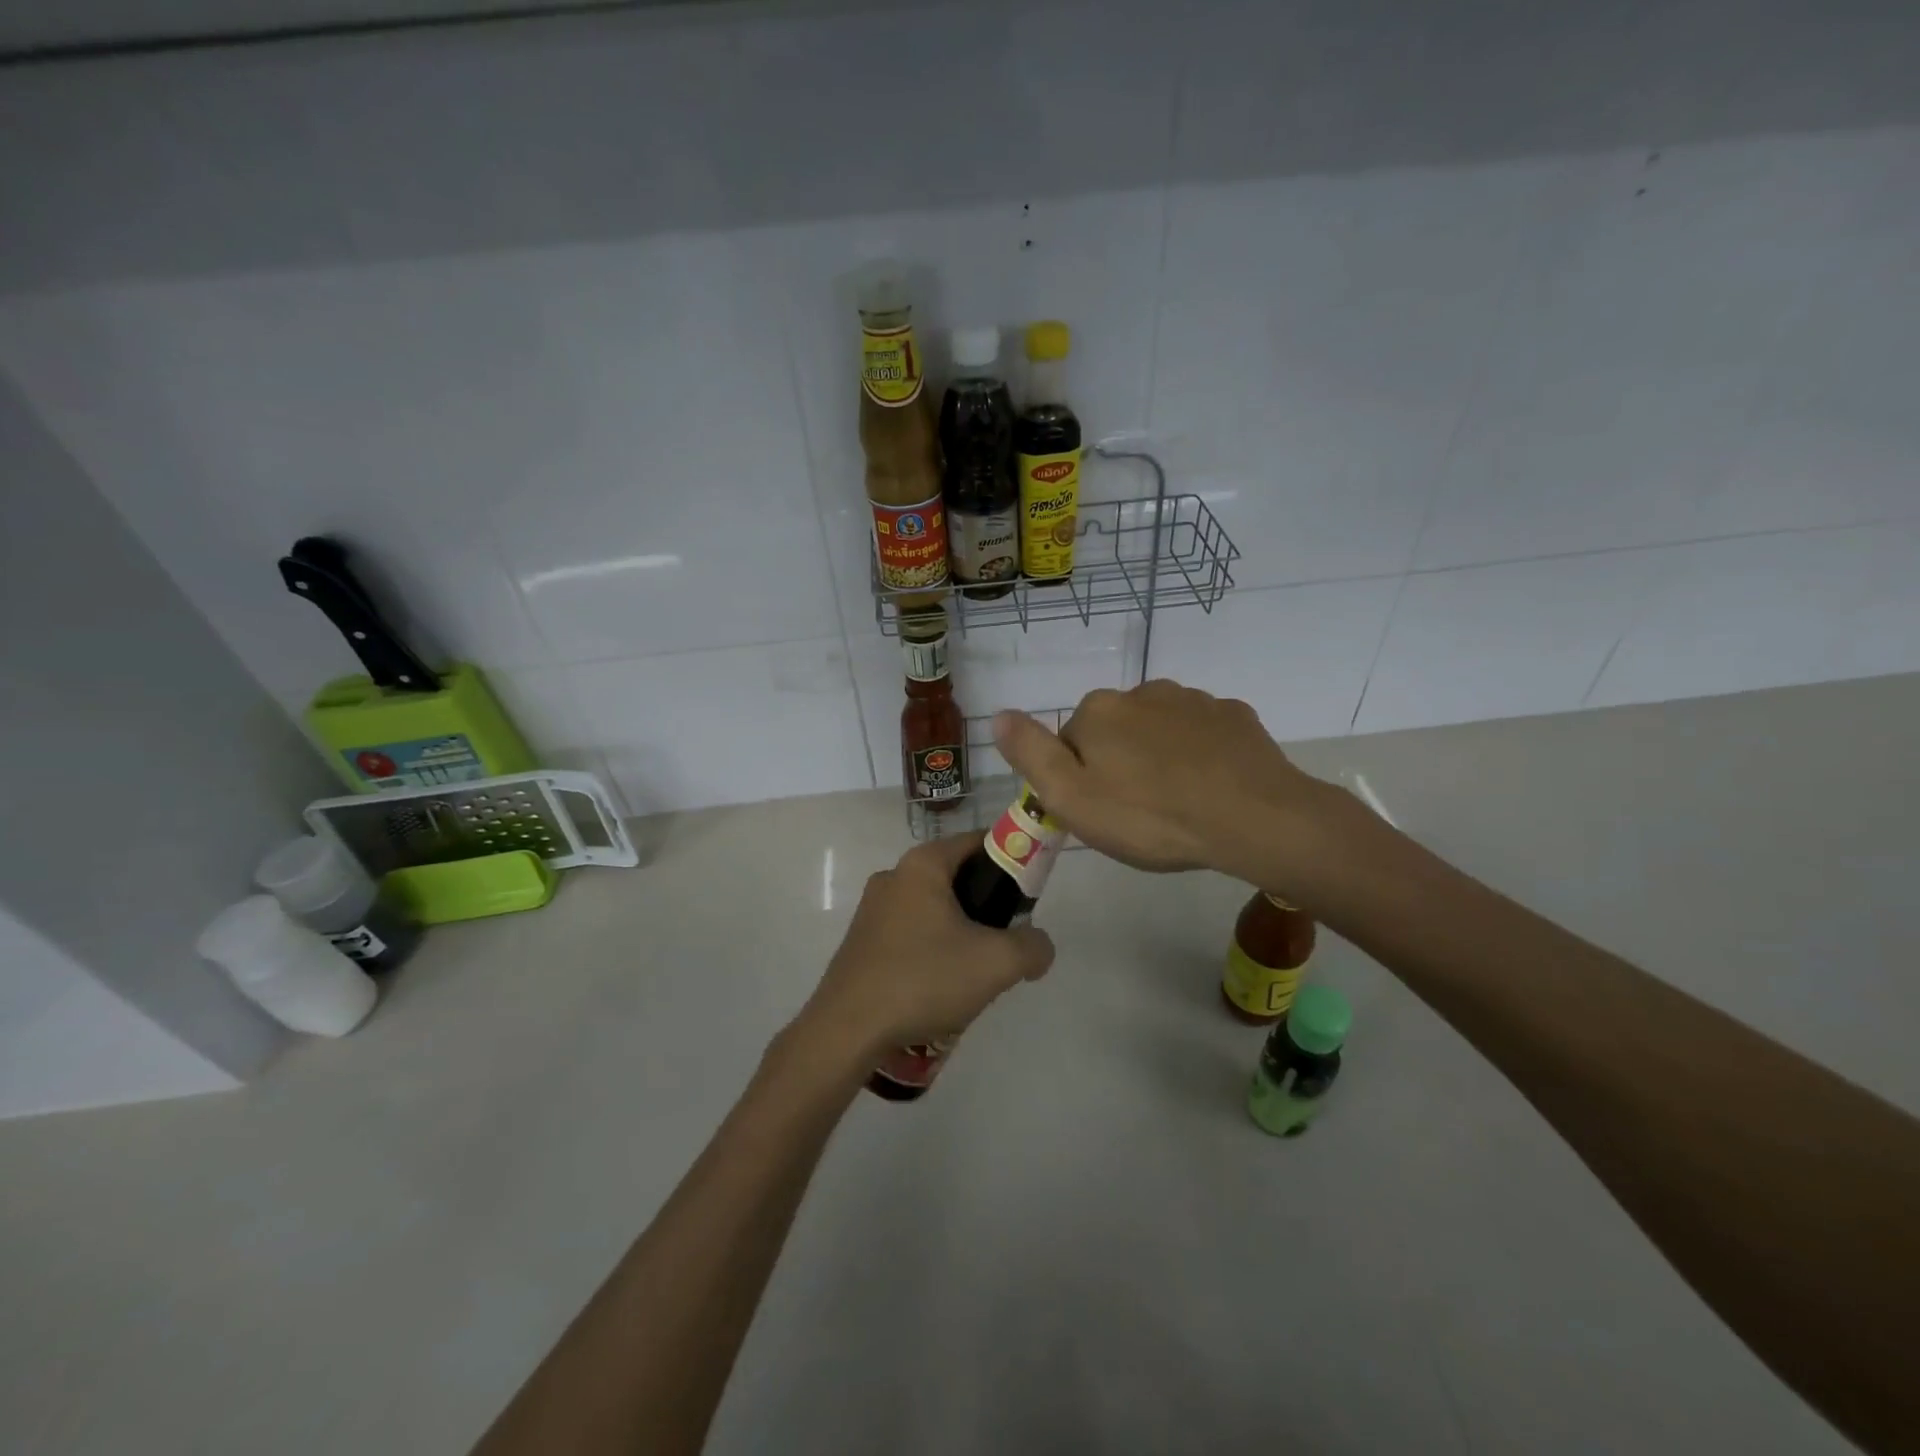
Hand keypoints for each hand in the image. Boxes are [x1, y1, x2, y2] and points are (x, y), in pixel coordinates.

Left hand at [794, 833, 1053, 1064]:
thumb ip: (1033, 947)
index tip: (1030, 894)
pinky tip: (939, 987)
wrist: (847, 1030)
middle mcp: (894, 875)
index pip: (979, 841)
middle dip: (987, 905)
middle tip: (1006, 940)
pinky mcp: (862, 941)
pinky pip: (911, 932)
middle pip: (957, 876)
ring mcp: (873, 909)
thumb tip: (1039, 946)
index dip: (1012, 860)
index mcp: (923, 864)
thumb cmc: (923, 979)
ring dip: (960, 932)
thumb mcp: (996, 963)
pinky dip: (933, 949)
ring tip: (974, 973)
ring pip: (935, 908)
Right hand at [994, 680, 1338, 884]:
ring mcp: (1193, 700)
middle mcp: (1143, 692)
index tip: (1101, 814)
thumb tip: (999, 714)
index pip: (1070, 742)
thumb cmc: (1151, 816)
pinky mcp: (1234, 716)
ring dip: (1159, 758)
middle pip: (1115, 732)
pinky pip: (1201, 735)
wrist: (1255, 819)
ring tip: (1177, 805)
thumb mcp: (1072, 798)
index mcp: (1100, 711)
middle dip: (1119, 765)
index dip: (1080, 780)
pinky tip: (1210, 790)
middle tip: (1138, 815)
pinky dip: (1199, 756)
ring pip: (1158, 731)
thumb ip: (1030, 753)